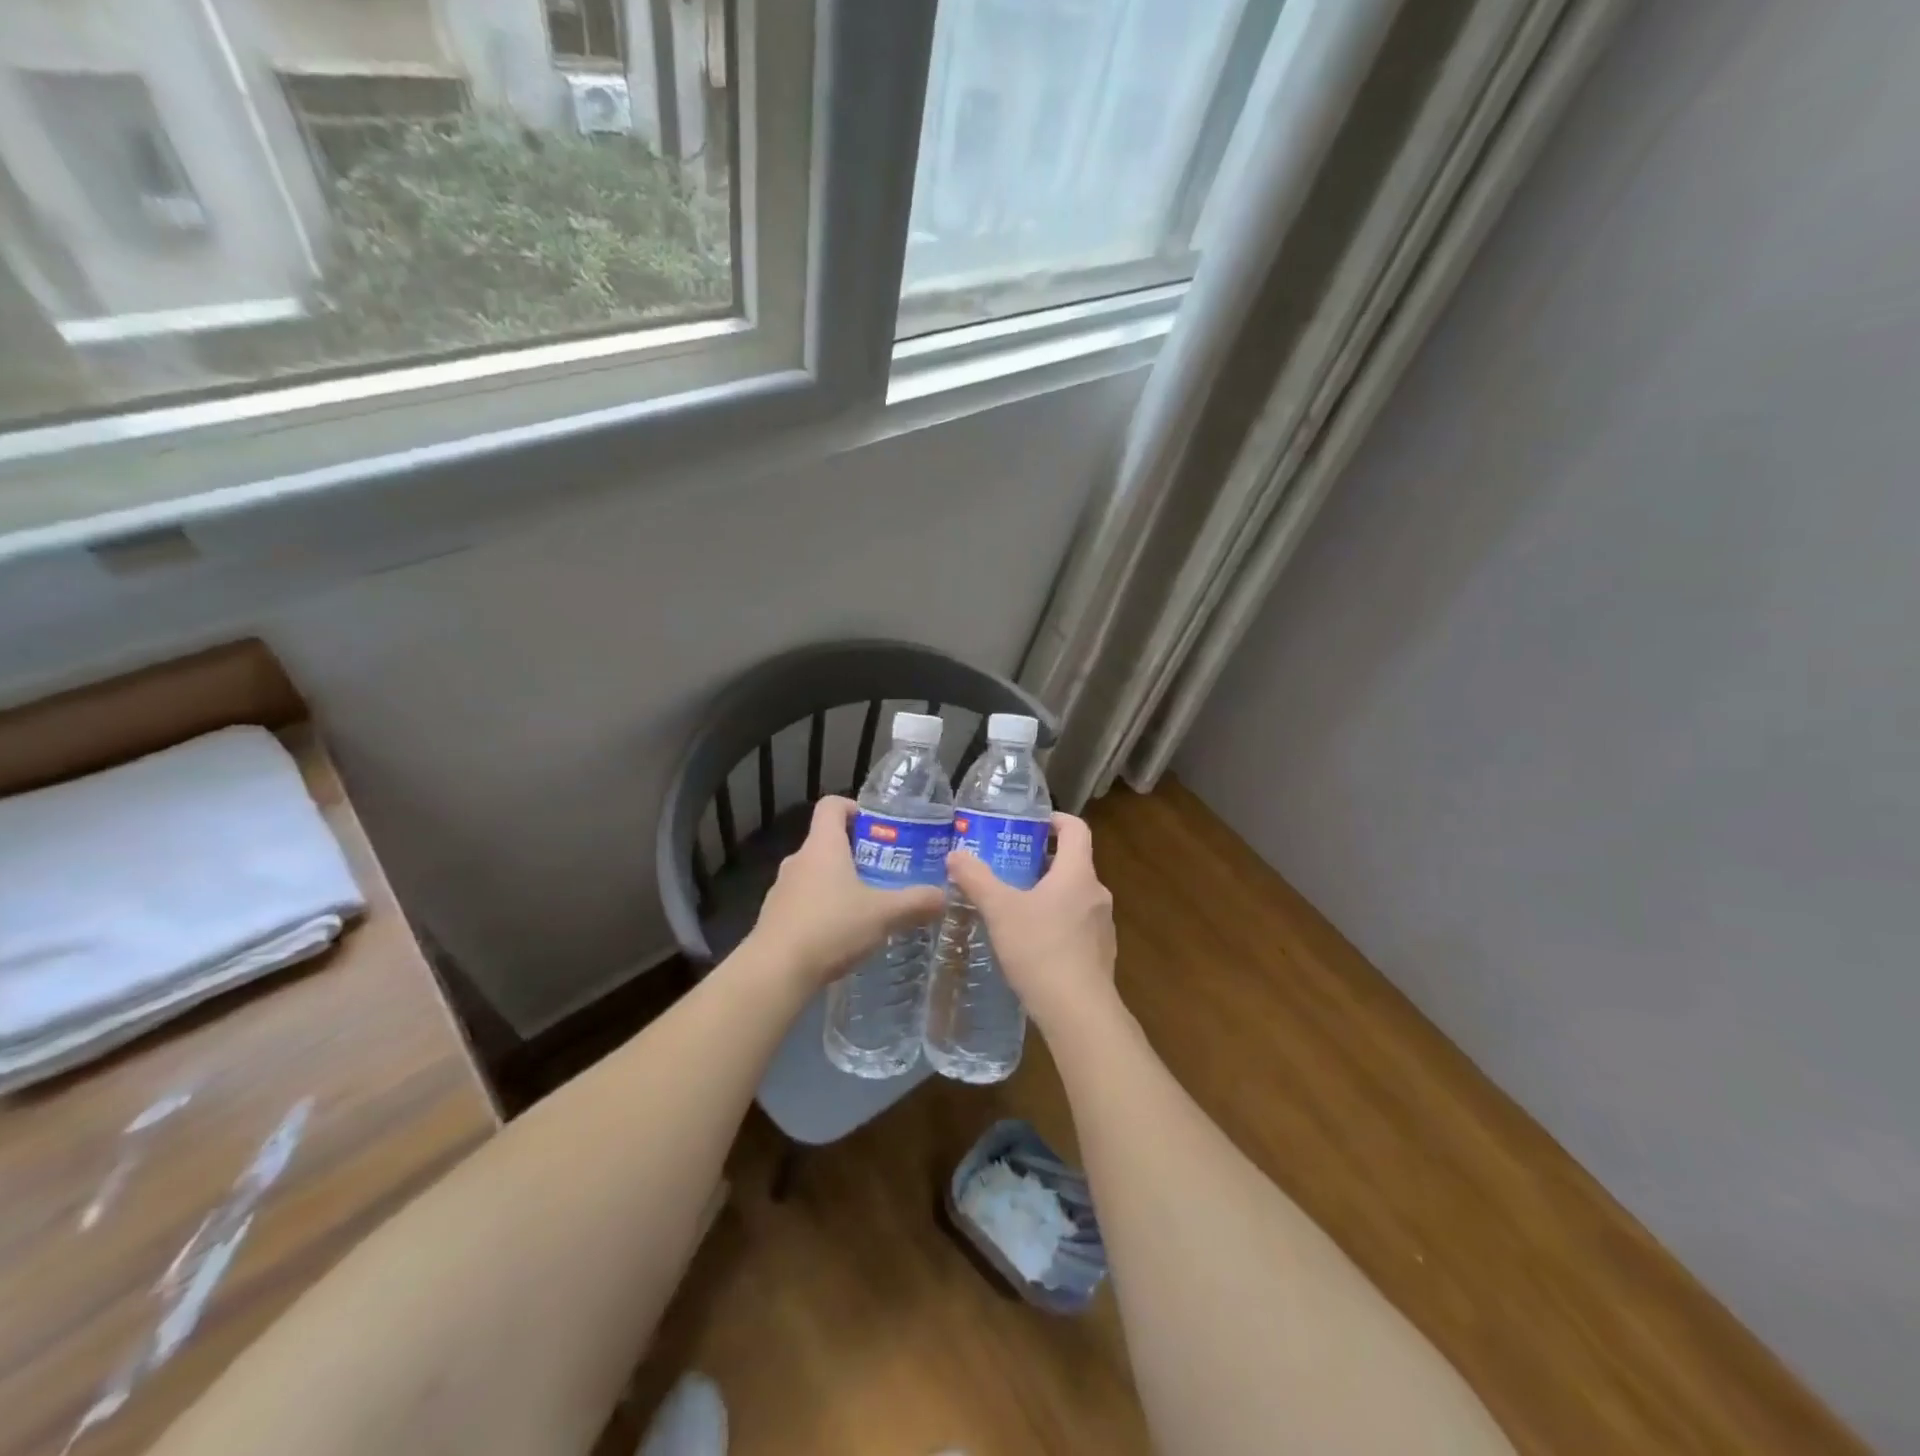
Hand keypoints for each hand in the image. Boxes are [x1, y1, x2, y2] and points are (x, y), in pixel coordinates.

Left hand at [749, 796, 946, 988]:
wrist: (775, 972)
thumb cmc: (831, 928)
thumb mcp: (883, 914)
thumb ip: (916, 902)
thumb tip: (944, 896)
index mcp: (823, 845)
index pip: (832, 805)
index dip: (855, 807)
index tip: (879, 826)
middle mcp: (799, 859)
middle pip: (827, 840)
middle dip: (857, 852)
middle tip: (887, 870)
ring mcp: (782, 889)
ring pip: (816, 873)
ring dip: (840, 882)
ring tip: (869, 905)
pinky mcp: (775, 917)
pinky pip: (805, 901)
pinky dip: (824, 908)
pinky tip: (843, 934)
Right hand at [946, 812, 1117, 1034]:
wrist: (1078, 1012)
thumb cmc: (1040, 948)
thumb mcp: (1000, 910)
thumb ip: (976, 879)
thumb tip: (955, 855)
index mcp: (1078, 873)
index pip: (1076, 829)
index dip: (1056, 819)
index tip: (1032, 823)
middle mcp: (1097, 893)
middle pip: (1074, 863)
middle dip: (1043, 860)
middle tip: (1010, 866)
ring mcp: (1103, 925)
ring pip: (1075, 896)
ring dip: (1050, 893)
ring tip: (1016, 905)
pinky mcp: (1102, 954)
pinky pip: (1078, 925)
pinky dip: (1057, 922)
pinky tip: (1032, 943)